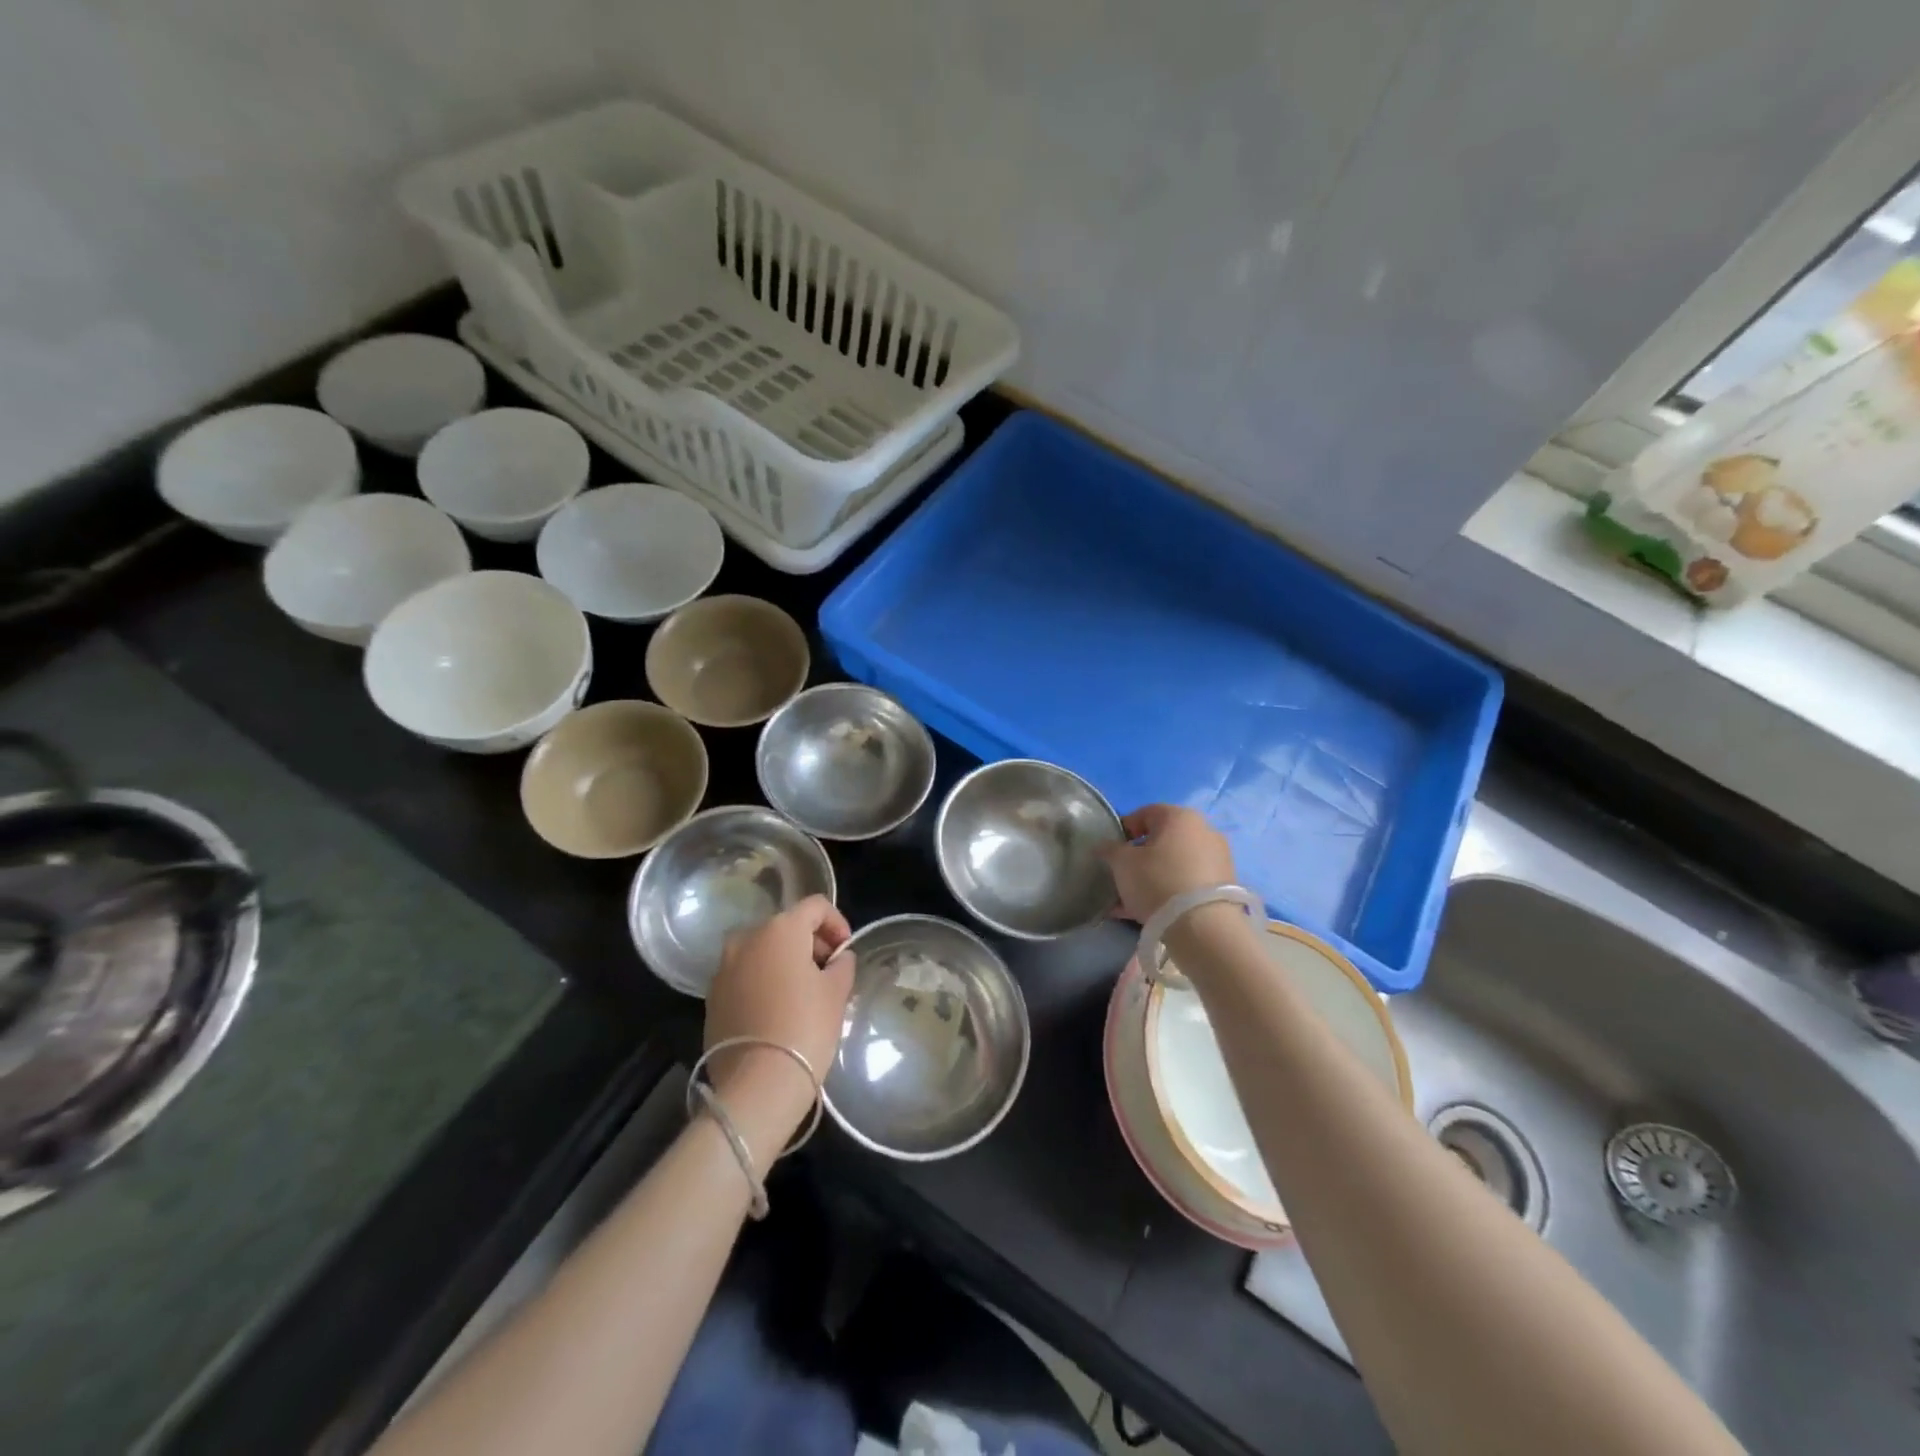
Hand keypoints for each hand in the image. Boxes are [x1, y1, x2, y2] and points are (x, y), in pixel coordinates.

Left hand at [703, 895, 855, 1161]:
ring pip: (762, 951)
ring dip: (784, 962)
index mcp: (780, 929)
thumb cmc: (805, 1028)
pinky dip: (763, 981)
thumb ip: (842, 965)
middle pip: (786, 926)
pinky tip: (778, 1010)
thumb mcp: (837, 992)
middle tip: (829, 973)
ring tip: (804, 993)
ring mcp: (724, 967)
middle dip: (810, 943)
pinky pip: (745, 976)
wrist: (757, 1084)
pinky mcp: (712, 997)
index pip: (815, 906)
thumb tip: (839, 958)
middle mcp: (747, 938)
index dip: (837, 923)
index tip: (846, 951)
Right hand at [1098, 804, 1237, 923]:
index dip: (1124, 830)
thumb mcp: (1122, 863)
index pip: (1144, 813)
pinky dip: (1170, 891)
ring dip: (1153, 877)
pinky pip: (1188, 882)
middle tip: (1123, 877)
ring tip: (1132, 901)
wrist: (1203, 927)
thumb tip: (1104, 846)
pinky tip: (1150, 913)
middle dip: (1139, 857)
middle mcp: (1204, 830)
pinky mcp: (1224, 886)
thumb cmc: (1157, 881)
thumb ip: (1110, 850)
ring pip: (1175, 864)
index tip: (1112, 851)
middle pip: (1162, 840)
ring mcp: (1218, 858)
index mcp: (1179, 817)